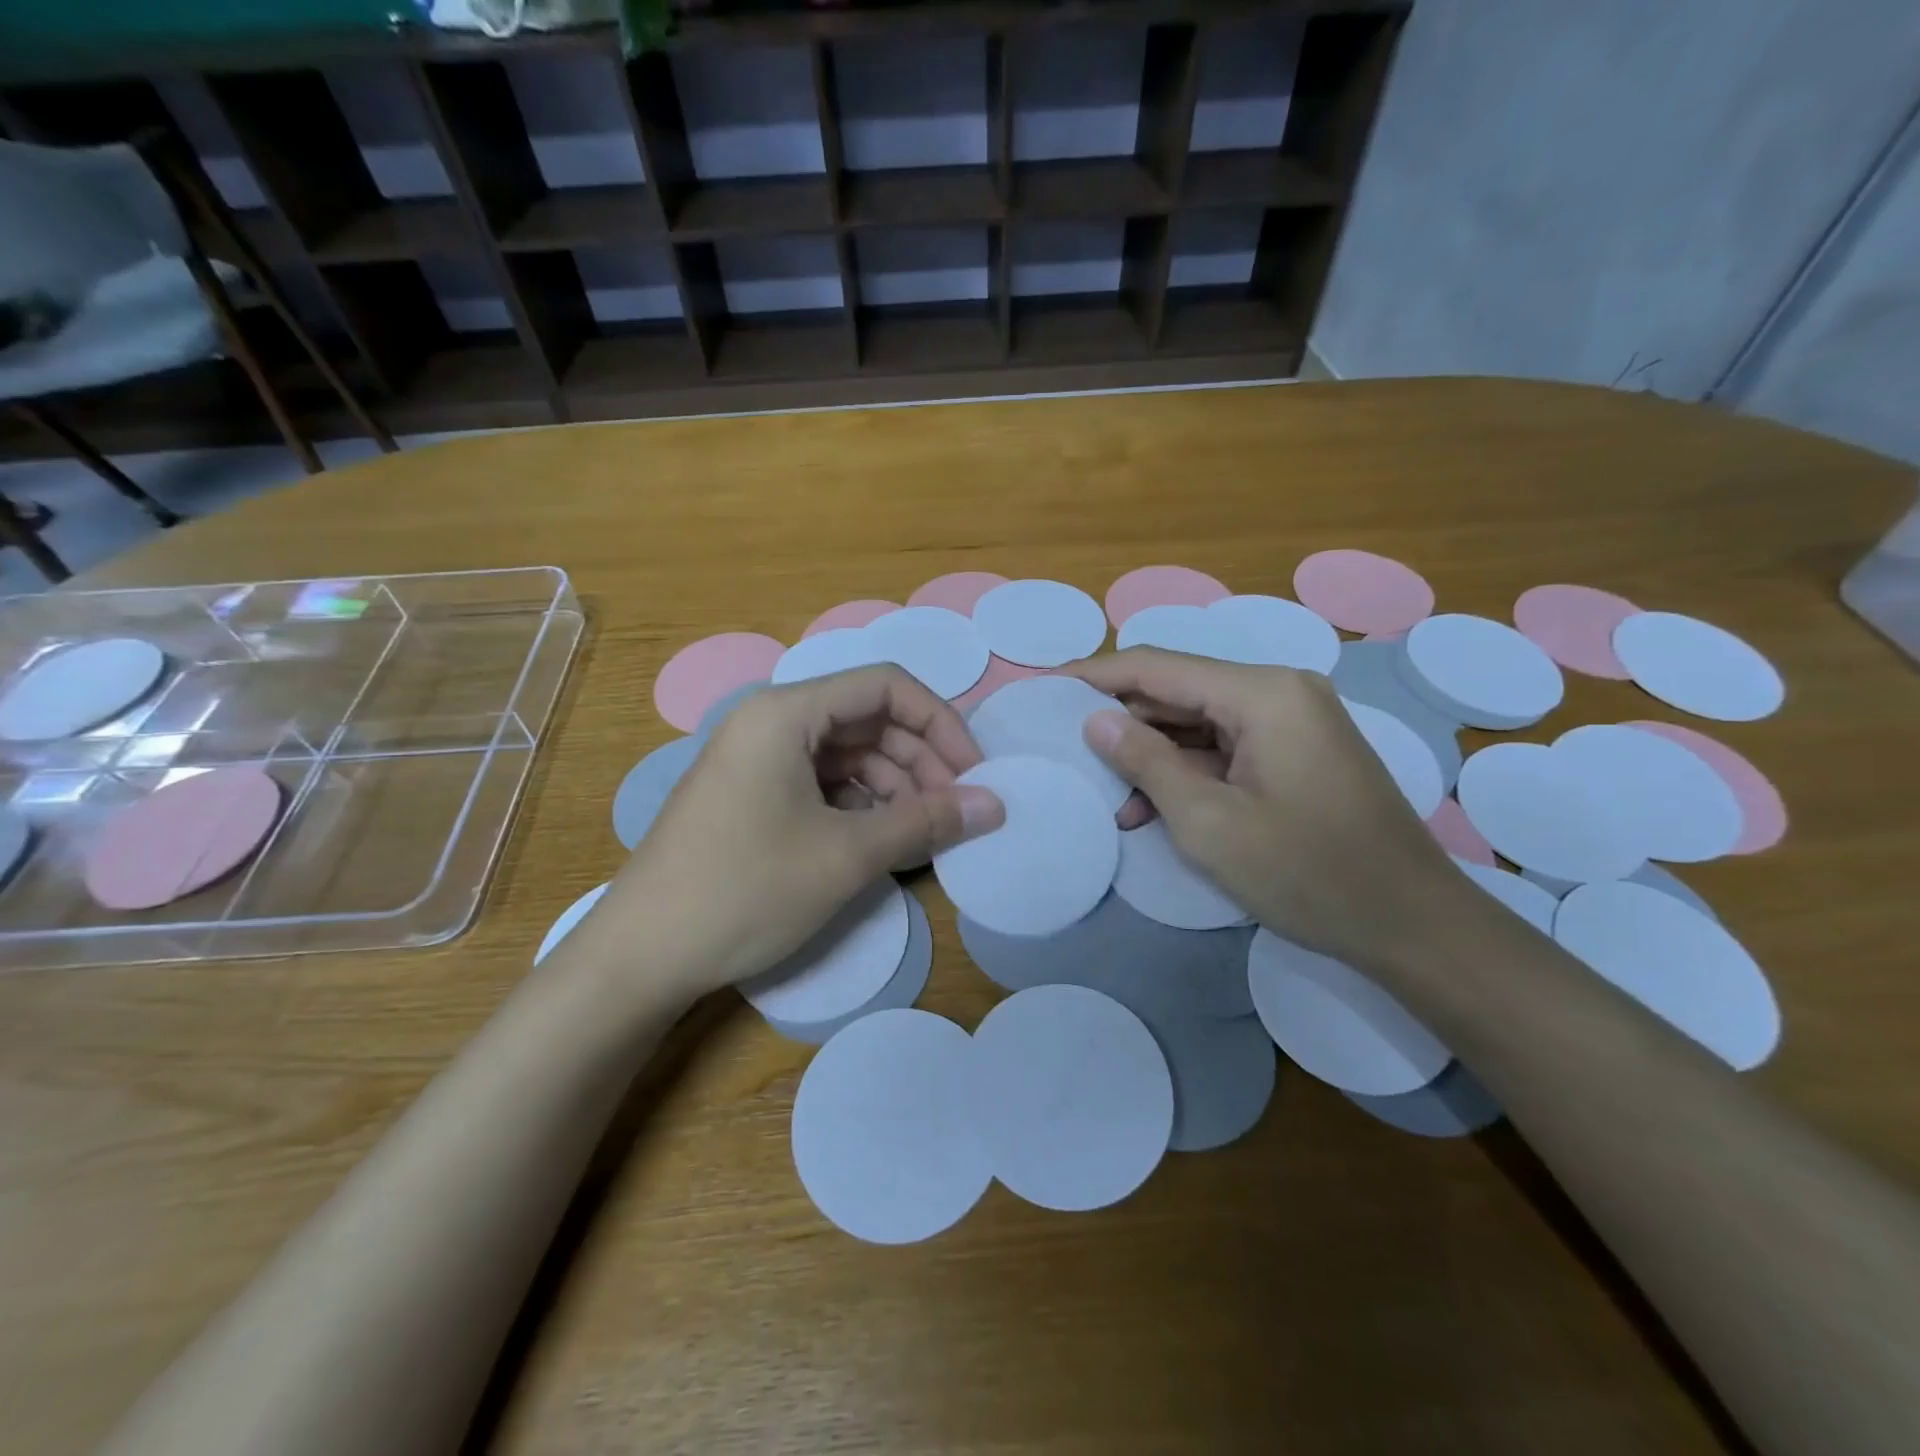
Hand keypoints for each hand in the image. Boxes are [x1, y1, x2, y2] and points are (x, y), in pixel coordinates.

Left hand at [566, 666, 1003, 1001]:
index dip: (940, 722)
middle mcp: (770, 722)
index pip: (885, 685)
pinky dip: (862, 805)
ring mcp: (758, 760)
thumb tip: (995, 805)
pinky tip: (881, 840)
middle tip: (955, 811)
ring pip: (849, 753)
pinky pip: (824, 783)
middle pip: (868, 718)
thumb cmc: (745, 891)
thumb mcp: (846, 855)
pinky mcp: (754, 795)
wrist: (641, 957)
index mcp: (786, 712)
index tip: (974, 773)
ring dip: (895, 786)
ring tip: (922, 832)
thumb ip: (926, 821)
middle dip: (921, 759)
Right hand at [1061, 648, 1467, 969]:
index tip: (1045, 690)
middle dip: (1122, 719)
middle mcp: (1280, 690)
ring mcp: (1293, 720)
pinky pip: (1225, 745)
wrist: (1413, 924)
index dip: (1097, 676)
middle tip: (1067, 746)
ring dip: (1152, 752)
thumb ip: (1146, 762)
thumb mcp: (1210, 823)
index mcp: (1263, 693)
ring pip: (1199, 720)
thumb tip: (1095, 720)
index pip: (1158, 666)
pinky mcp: (1297, 751)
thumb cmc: (1308, 873)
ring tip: (1105, 790)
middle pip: (1179, 689)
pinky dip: (1186, 769)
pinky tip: (1150, 805)